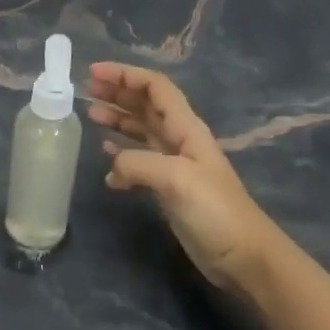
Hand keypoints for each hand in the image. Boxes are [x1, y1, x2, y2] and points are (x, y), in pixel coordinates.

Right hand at [86, 62, 274, 289]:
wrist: (243, 256)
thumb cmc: (214, 211)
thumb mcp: (175, 179)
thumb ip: (138, 163)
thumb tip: (112, 169)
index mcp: (186, 128)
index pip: (155, 88)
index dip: (125, 75)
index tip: (93, 73)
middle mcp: (180, 139)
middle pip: (146, 105)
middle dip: (117, 92)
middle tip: (86, 90)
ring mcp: (175, 164)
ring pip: (142, 129)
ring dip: (117, 118)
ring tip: (90, 115)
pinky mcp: (169, 187)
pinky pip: (140, 159)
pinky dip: (121, 153)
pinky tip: (105, 156)